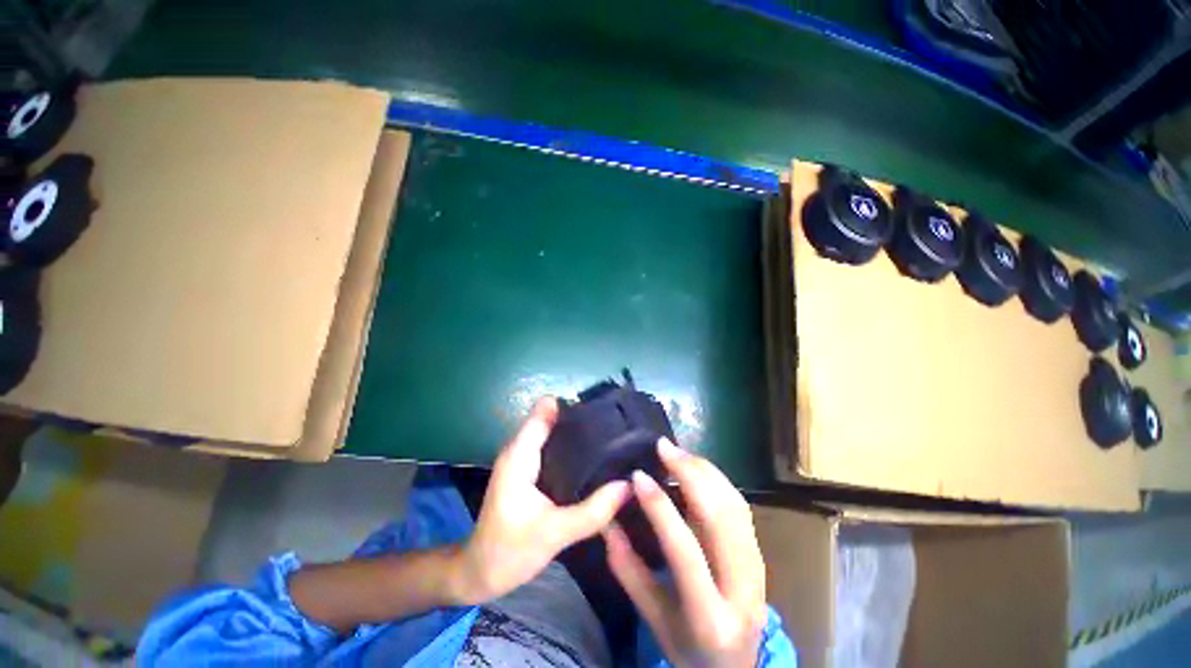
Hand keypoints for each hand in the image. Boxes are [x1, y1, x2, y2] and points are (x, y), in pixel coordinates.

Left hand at [455, 398, 631, 604]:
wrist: (479, 574)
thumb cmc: (509, 552)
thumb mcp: (555, 533)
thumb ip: (593, 511)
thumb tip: (629, 485)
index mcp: (520, 454)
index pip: (546, 409)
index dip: (573, 405)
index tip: (604, 410)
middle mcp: (520, 448)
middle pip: (553, 417)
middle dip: (581, 420)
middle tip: (615, 429)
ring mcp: (523, 459)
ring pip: (553, 432)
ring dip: (577, 434)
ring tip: (611, 440)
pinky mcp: (528, 470)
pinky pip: (552, 447)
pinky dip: (571, 449)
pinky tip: (593, 460)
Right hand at [605, 439, 766, 667]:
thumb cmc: (687, 647)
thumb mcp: (652, 618)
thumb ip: (627, 570)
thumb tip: (606, 521)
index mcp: (710, 617)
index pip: (685, 551)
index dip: (659, 507)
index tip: (638, 475)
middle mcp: (743, 590)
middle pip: (720, 518)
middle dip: (690, 473)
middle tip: (662, 447)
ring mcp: (760, 570)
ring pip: (734, 505)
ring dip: (704, 471)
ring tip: (676, 452)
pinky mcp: (760, 554)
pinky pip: (740, 506)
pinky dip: (717, 480)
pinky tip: (696, 468)